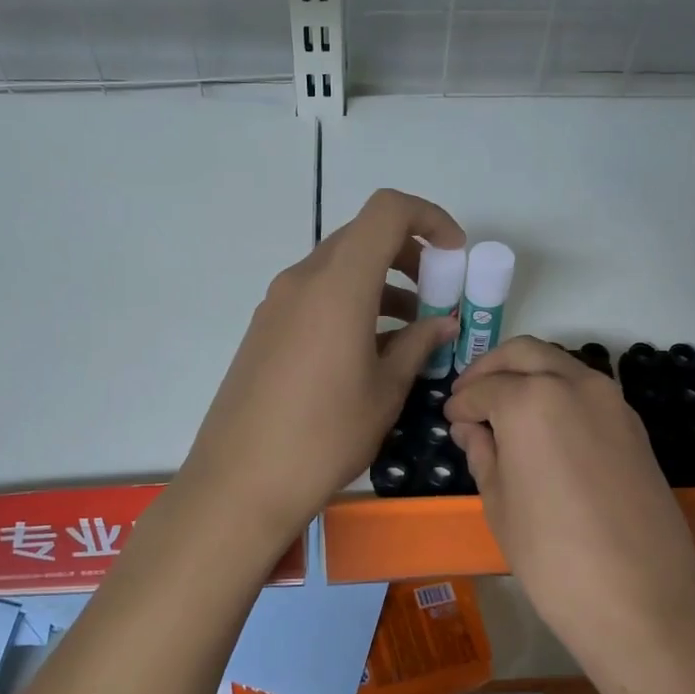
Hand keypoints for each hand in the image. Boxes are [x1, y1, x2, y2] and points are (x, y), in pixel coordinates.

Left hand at [177, 189, 464, 554]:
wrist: (240, 482)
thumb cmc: (324, 436)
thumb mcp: (384, 392)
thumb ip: (417, 346)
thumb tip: (442, 323)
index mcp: (338, 285)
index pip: (387, 212)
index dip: (429, 218)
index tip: (454, 255)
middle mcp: (303, 280)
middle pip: (362, 237)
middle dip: (409, 255)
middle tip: (436, 296)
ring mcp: (278, 303)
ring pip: (339, 267)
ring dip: (381, 283)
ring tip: (410, 331)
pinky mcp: (265, 328)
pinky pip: (316, 295)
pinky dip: (351, 303)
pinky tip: (369, 351)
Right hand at [445, 337, 694, 639]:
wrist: (641, 596)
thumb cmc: (553, 555)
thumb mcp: (499, 504)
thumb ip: (482, 453)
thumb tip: (471, 429)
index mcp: (530, 399)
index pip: (483, 388)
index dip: (460, 404)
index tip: (450, 420)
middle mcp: (573, 383)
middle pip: (524, 353)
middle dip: (491, 368)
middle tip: (471, 397)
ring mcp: (610, 400)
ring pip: (559, 364)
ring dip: (527, 374)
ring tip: (505, 410)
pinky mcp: (632, 423)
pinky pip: (586, 389)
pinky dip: (558, 392)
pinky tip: (543, 427)